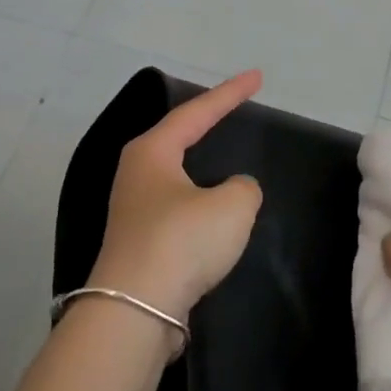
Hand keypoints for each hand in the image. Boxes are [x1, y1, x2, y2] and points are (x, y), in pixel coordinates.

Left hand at [85, 71, 264, 328]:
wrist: (135, 313)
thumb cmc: (182, 241)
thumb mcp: (232, 205)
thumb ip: (244, 188)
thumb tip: (233, 192)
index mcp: (152, 151)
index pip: (197, 112)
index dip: (230, 93)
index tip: (257, 77)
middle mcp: (136, 174)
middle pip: (178, 137)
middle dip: (206, 121)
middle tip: (234, 107)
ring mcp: (133, 211)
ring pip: (176, 176)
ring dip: (201, 165)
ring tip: (224, 155)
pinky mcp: (139, 244)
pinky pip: (177, 209)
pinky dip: (199, 203)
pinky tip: (212, 214)